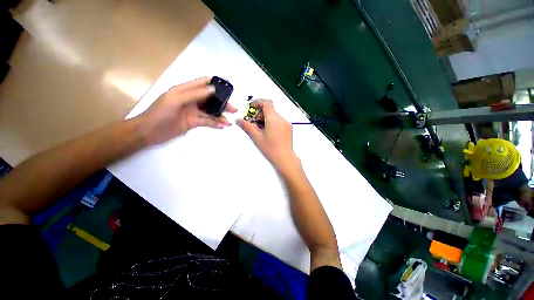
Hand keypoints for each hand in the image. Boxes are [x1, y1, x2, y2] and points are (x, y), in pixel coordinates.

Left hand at [137, 77, 236, 144]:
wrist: (149, 132)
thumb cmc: (159, 113)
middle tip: (233, 109)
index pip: (203, 83)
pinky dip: (214, 124)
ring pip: (210, 112)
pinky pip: (207, 122)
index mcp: (185, 90)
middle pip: (210, 99)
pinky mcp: (193, 122)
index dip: (215, 83)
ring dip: (220, 116)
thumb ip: (194, 94)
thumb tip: (213, 89)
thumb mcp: (176, 100)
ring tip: (229, 122)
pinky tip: (222, 126)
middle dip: (222, 104)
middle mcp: (191, 100)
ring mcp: (193, 112)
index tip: (228, 87)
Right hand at [237, 99, 298, 172]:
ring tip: (261, 130)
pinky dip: (272, 123)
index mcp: (273, 118)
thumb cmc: (270, 148)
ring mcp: (286, 123)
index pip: (266, 103)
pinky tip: (269, 133)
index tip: (251, 109)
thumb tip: (238, 120)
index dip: (258, 103)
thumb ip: (247, 126)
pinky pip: (279, 121)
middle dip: (260, 114)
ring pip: (274, 116)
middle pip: (269, 110)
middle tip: (254, 123)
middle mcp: (281, 118)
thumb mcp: (256, 137)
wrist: (285, 158)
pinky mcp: (289, 129)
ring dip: (266, 119)